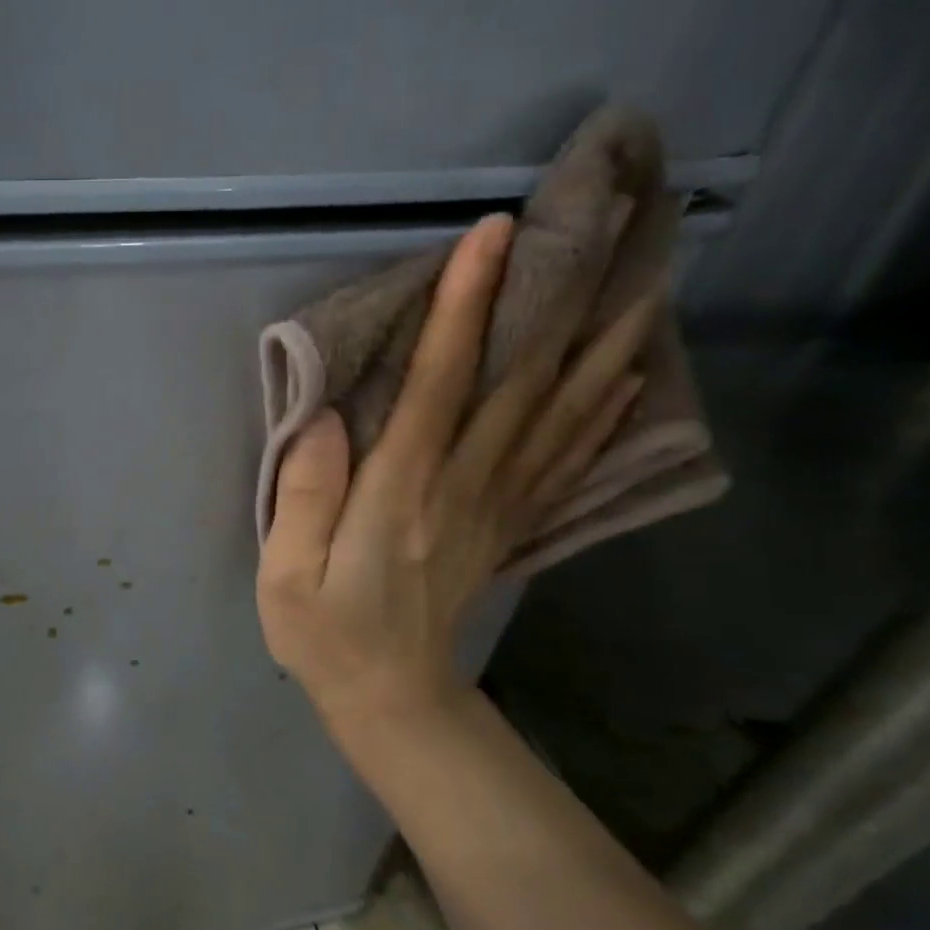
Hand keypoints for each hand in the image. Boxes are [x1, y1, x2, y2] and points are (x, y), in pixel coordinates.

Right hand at [257, 214, 657, 727]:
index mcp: (401, 495)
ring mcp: (496, 508)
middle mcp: (463, 489)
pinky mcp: (509, 526)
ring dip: (602, 348)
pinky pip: (564, 462)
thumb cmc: (325, 631)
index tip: (491, 238)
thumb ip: (303, 494)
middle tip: (600, 233)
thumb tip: (324, 417)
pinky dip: (602, 415)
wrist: (391, 696)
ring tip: (643, 286)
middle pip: (520, 386)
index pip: (439, 386)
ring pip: (559, 416)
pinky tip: (629, 380)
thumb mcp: (286, 572)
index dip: (464, 309)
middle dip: (555, 304)